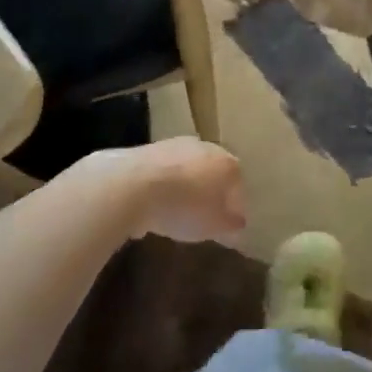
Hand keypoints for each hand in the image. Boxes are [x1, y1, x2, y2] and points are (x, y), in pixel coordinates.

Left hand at [87, 139, 246, 243]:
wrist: (133, 185)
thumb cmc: (184, 207)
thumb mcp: (213, 226)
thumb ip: (230, 225)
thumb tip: (238, 223)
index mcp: (226, 164)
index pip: (238, 185)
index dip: (235, 207)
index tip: (230, 227)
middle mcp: (205, 147)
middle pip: (213, 173)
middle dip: (211, 193)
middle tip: (205, 217)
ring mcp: (176, 144)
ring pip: (188, 170)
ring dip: (186, 188)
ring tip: (177, 215)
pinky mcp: (150, 149)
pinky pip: (164, 173)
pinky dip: (163, 187)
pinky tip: (154, 208)